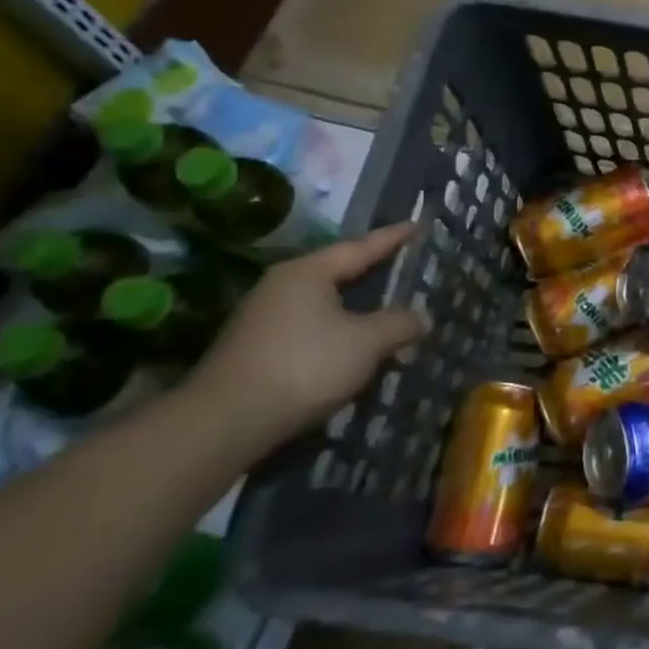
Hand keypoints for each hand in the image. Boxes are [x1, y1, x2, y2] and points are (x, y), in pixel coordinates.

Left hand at [183, 223, 428, 446]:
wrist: (226, 422)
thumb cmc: (304, 366)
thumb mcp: (366, 343)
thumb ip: (399, 324)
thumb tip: (422, 317)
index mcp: (307, 273)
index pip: (360, 248)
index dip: (392, 238)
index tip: (417, 225)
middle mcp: (282, 286)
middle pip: (339, 273)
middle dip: (374, 272)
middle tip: (405, 265)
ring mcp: (264, 318)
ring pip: (325, 304)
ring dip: (357, 309)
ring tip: (388, 312)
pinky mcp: (257, 348)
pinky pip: (311, 328)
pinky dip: (339, 331)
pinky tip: (355, 348)